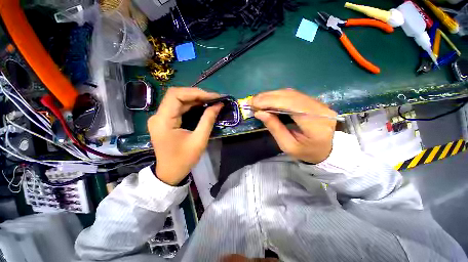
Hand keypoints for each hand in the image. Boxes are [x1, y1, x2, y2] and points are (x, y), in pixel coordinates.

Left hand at [148, 87, 221, 184]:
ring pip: (178, 100)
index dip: (195, 92)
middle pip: (176, 95)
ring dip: (195, 99)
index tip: (213, 96)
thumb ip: (208, 120)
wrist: (170, 173)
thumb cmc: (184, 159)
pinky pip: (178, 108)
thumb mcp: (199, 140)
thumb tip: (218, 105)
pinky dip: (191, 105)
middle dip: (197, 94)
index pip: (176, 95)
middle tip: (214, 98)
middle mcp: (158, 116)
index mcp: (163, 120)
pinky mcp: (165, 121)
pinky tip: (202, 106)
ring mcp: (160, 118)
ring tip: (211, 101)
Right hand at [251, 88, 336, 163]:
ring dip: (271, 95)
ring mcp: (318, 103)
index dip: (271, 102)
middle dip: (268, 97)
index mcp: (316, 124)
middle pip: (290, 96)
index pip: (291, 105)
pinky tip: (267, 99)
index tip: (253, 104)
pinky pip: (293, 95)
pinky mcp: (313, 101)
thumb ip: (274, 128)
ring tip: (257, 100)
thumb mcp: (287, 145)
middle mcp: (320, 109)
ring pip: (291, 93)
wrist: (326, 150)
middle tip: (252, 101)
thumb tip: (259, 113)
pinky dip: (277, 96)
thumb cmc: (306, 152)